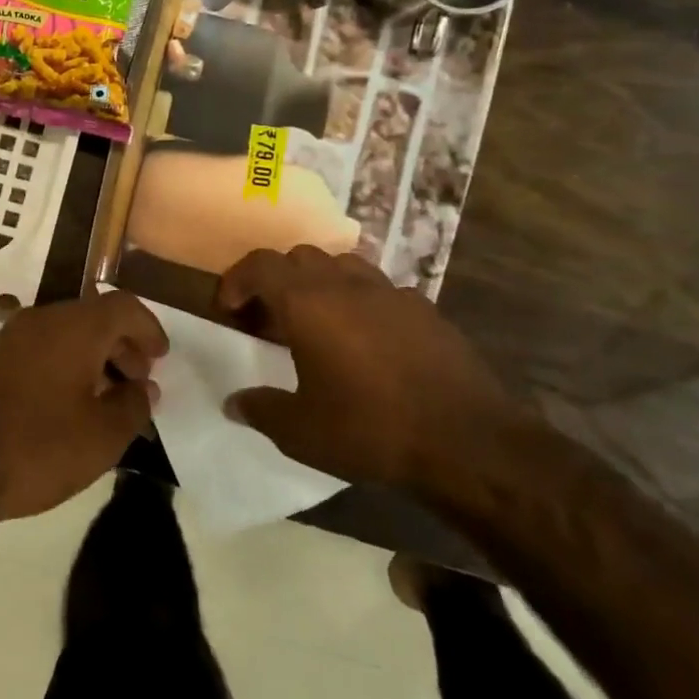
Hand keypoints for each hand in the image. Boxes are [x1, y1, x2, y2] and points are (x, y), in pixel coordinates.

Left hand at [0, 291, 166, 526]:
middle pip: (92, 318)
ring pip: (62, 335)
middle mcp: (39, 320)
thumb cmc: (35, 447)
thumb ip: (132, 406)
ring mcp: (6, 338)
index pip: (123, 306)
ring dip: (91, 359)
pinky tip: (63, 407)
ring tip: (104, 400)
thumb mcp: (101, 437)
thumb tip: (144, 387)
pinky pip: (36, 352)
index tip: (161, 358)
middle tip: (137, 382)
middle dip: (121, 346)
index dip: (148, 329)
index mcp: (74, 327)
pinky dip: (61, 368)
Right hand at [216, 246, 511, 489]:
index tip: (229, 309)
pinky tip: (368, 341)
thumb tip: (235, 403)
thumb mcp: (300, 431)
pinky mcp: (426, 310)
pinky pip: (381, 291)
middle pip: (300, 256)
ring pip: (343, 265)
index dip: (236, 280)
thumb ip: (260, 410)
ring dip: (320, 283)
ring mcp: (391, 293)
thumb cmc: (371, 429)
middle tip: (270, 318)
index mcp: (307, 302)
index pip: (260, 265)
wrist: (469, 442)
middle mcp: (346, 285)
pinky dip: (362, 303)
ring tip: (318, 321)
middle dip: (277, 279)